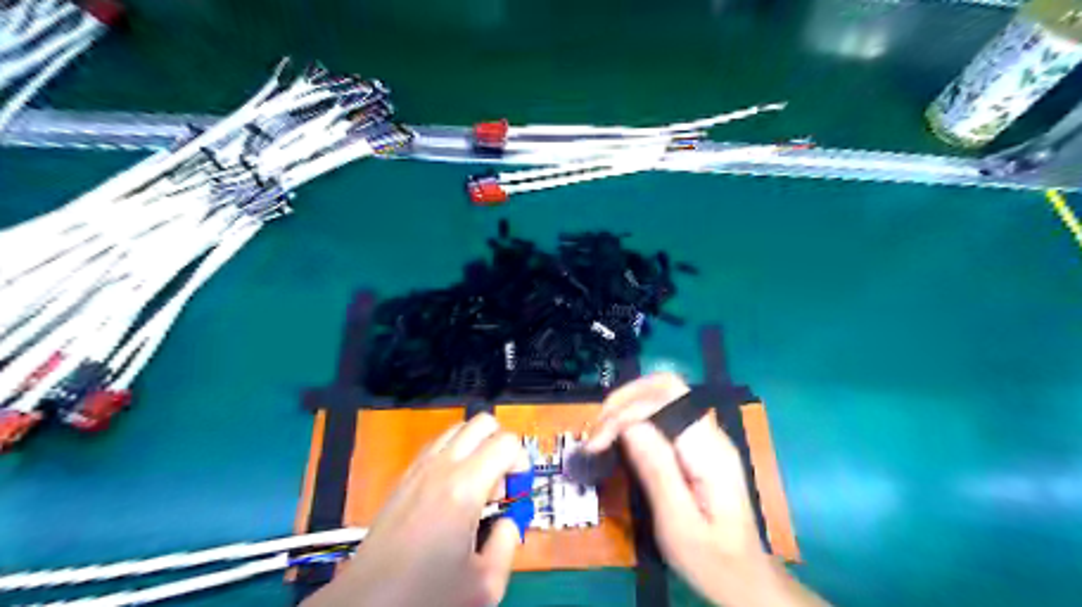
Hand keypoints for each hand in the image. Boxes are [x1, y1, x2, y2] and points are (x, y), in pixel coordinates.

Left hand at [304, 413, 529, 606]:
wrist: (366, 604)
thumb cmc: (425, 595)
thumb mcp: (485, 583)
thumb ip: (509, 542)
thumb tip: (509, 522)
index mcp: (464, 487)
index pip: (507, 442)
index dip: (522, 463)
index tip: (516, 493)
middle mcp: (441, 467)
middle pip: (483, 423)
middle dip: (501, 446)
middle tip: (499, 485)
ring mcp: (418, 468)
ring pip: (458, 429)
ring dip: (477, 448)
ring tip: (476, 487)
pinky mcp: (403, 477)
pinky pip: (437, 445)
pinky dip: (454, 455)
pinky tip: (452, 493)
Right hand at [588, 373, 783, 606]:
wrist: (744, 579)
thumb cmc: (711, 560)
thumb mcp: (678, 524)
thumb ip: (656, 471)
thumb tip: (628, 427)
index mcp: (709, 451)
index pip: (665, 401)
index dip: (625, 413)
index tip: (596, 444)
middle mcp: (710, 433)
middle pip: (666, 386)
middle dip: (625, 399)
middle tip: (596, 429)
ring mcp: (705, 436)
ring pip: (664, 395)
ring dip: (628, 405)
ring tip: (602, 431)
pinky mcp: (697, 445)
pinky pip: (664, 414)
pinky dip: (636, 416)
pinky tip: (620, 436)